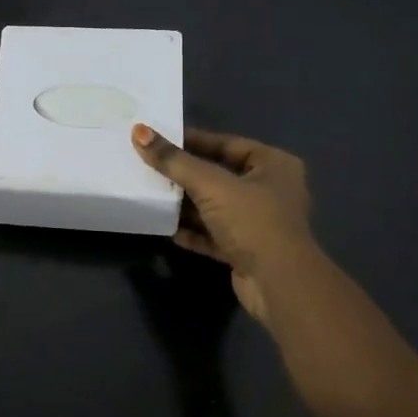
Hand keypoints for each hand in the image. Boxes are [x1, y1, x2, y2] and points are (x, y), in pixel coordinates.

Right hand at [132, 124, 314, 327]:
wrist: (278, 285)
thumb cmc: (252, 221)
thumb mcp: (210, 185)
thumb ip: (174, 161)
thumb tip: (138, 131)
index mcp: (273, 165)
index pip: (226, 143)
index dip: (192, 140)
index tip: (158, 138)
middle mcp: (270, 190)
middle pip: (218, 175)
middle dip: (184, 174)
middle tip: (148, 165)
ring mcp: (258, 223)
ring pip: (214, 206)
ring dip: (185, 204)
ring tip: (150, 194)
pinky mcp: (246, 250)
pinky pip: (213, 234)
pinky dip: (192, 231)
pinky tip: (165, 228)